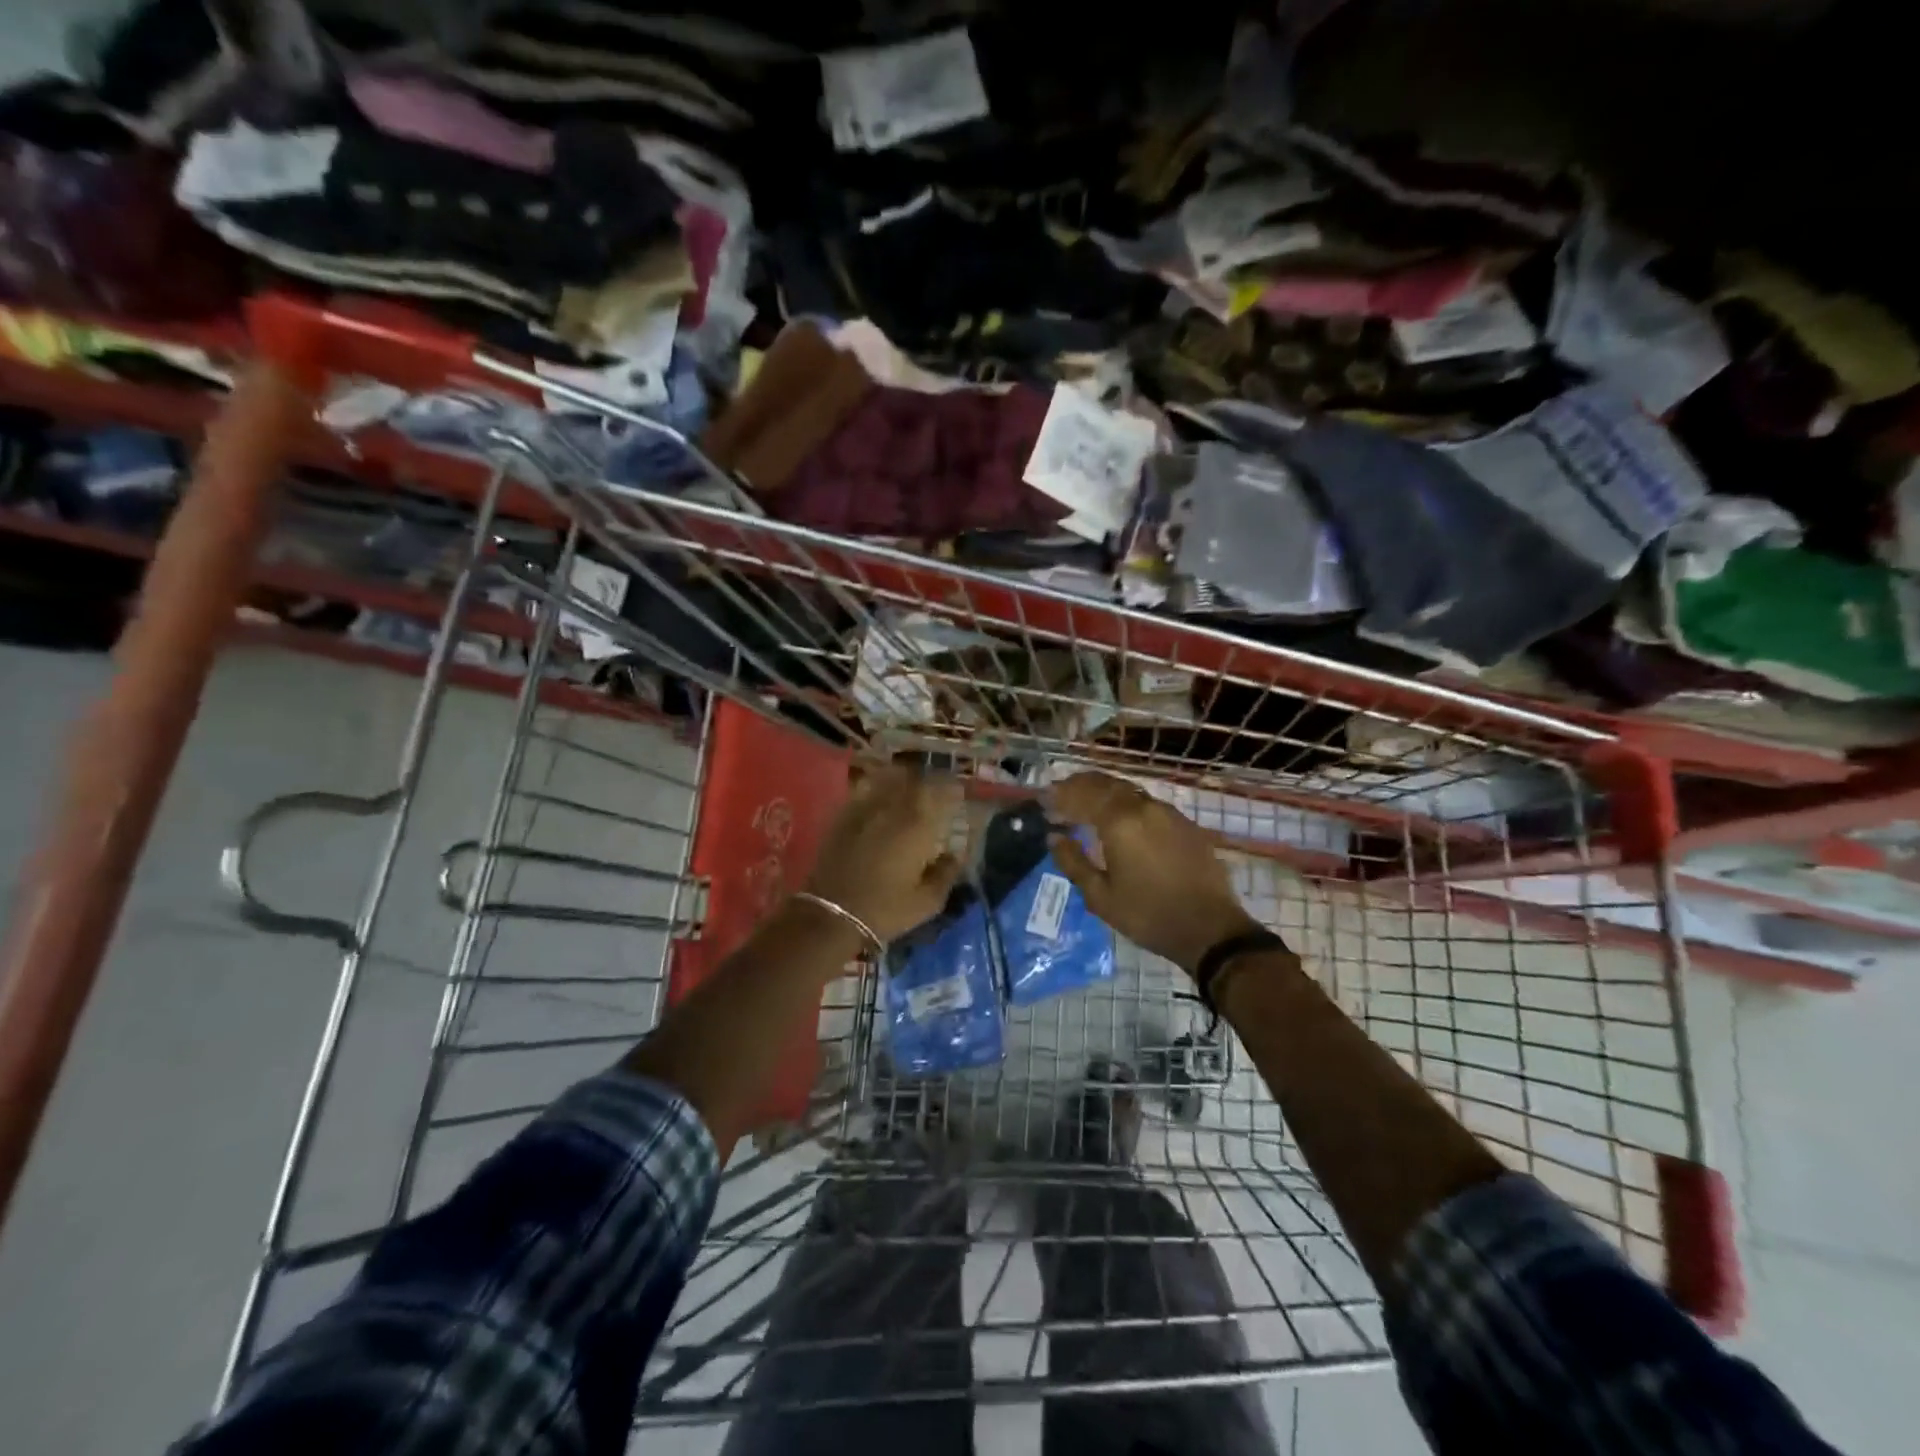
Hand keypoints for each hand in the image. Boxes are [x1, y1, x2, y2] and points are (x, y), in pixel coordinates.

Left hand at [803, 765, 962, 942]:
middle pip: (915, 779)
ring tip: (911, 783)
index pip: (941, 791)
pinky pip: (864, 789)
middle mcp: (893, 807)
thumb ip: (946, 873)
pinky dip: (877, 785)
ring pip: (888, 778)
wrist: (832, 915)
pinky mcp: (842, 815)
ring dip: (904, 778)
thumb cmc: (885, 910)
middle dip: (929, 780)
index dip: (952, 787)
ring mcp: (864, 808)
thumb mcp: (928, 901)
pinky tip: (881, 793)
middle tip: (937, 787)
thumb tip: (955, 855)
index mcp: (918, 825)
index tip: (959, 791)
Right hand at [1047, 772, 1264, 973]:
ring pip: (1129, 790)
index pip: (1082, 794)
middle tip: (1061, 793)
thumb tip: (1054, 837)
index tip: (1044, 799)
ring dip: (1104, 792)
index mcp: (1120, 822)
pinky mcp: (1186, 824)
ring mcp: (1169, 813)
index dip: (1060, 794)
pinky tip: (1122, 819)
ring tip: (1087, 803)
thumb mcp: (1100, 897)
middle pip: (1106, 784)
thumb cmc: (1148, 915)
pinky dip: (1126, 803)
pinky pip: (1148, 803)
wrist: (1210, 930)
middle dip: (1080, 785)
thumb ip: (1074, 862)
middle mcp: (1144, 807)